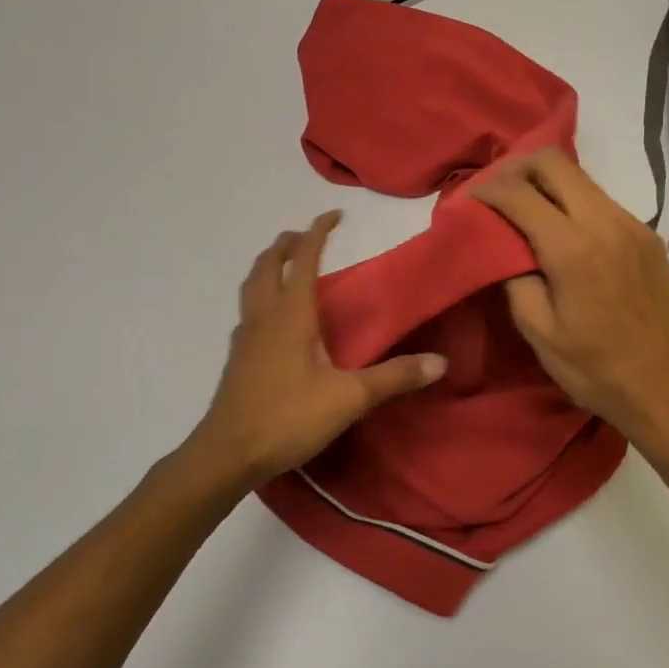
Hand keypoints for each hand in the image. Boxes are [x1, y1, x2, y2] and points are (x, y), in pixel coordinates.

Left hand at [186, 211, 446, 487]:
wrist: (228, 453)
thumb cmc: (288, 417)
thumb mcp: (349, 398)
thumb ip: (394, 377)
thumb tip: (440, 361)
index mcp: (290, 314)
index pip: (303, 258)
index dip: (318, 231)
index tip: (335, 215)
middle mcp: (264, 316)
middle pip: (267, 264)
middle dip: (286, 243)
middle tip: (307, 236)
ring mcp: (245, 336)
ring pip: (251, 285)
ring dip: (268, 266)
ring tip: (286, 265)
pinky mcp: (237, 357)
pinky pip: (248, 310)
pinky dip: (261, 295)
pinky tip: (273, 319)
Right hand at [471, 148, 668, 452]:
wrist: (664, 389)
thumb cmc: (593, 368)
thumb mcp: (537, 329)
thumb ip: (513, 276)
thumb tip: (502, 242)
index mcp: (573, 248)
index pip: (520, 192)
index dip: (488, 188)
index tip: (469, 198)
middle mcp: (606, 222)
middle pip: (554, 162)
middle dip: (516, 168)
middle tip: (495, 191)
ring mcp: (633, 224)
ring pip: (580, 177)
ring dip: (546, 182)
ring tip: (523, 207)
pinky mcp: (647, 235)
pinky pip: (600, 199)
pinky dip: (571, 201)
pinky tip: (560, 229)